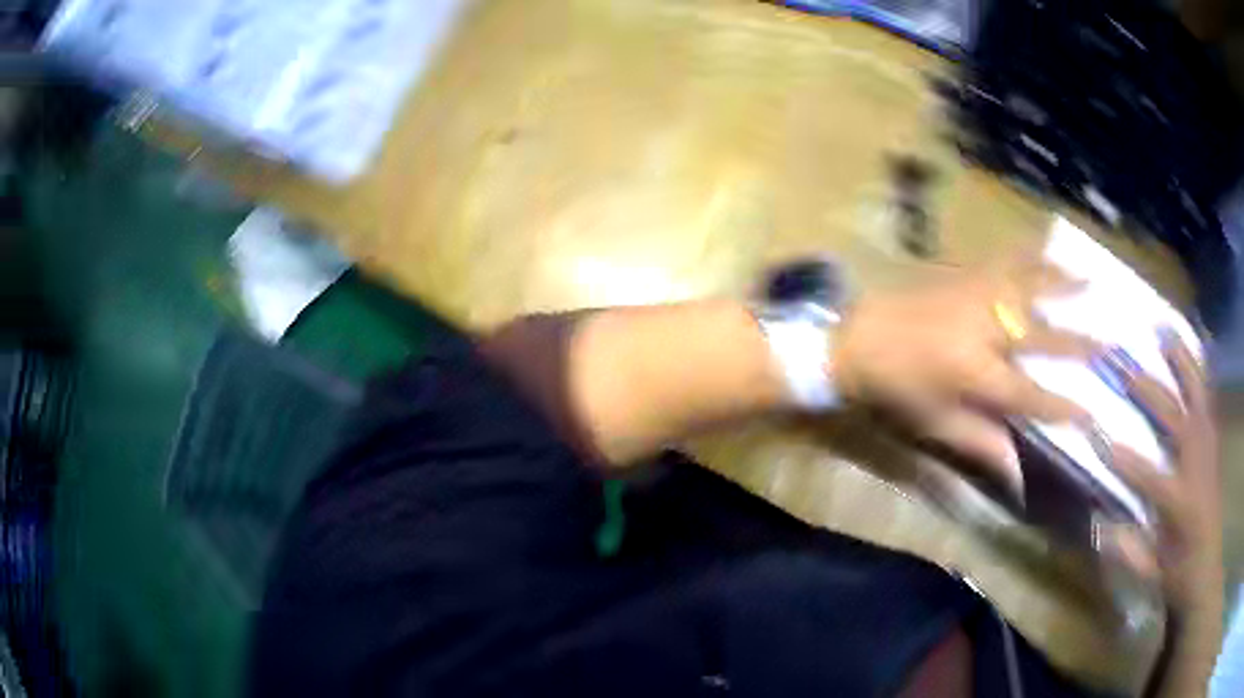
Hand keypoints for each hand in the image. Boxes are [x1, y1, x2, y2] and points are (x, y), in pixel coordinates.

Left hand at [833, 252, 1094, 491]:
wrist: (855, 336)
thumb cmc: (895, 389)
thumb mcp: (936, 424)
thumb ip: (982, 444)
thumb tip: (1018, 474)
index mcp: (976, 374)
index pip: (1031, 396)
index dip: (1063, 407)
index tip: (1093, 414)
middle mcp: (985, 329)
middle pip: (1043, 337)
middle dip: (1079, 343)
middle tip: (1111, 344)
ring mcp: (977, 293)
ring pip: (1031, 286)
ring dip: (1064, 285)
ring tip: (1093, 282)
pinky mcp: (966, 271)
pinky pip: (1006, 258)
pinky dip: (1030, 253)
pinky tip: (1048, 246)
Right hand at [1104, 334, 1221, 615]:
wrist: (1206, 566)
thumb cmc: (1176, 574)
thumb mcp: (1151, 574)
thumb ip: (1128, 551)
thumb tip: (1098, 524)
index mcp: (1181, 506)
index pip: (1150, 478)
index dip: (1124, 459)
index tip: (1096, 435)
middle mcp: (1198, 467)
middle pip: (1174, 419)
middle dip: (1147, 391)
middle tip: (1120, 362)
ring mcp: (1209, 447)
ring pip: (1198, 394)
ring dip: (1180, 361)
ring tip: (1163, 329)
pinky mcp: (1214, 439)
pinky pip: (1209, 396)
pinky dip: (1201, 368)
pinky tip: (1194, 344)